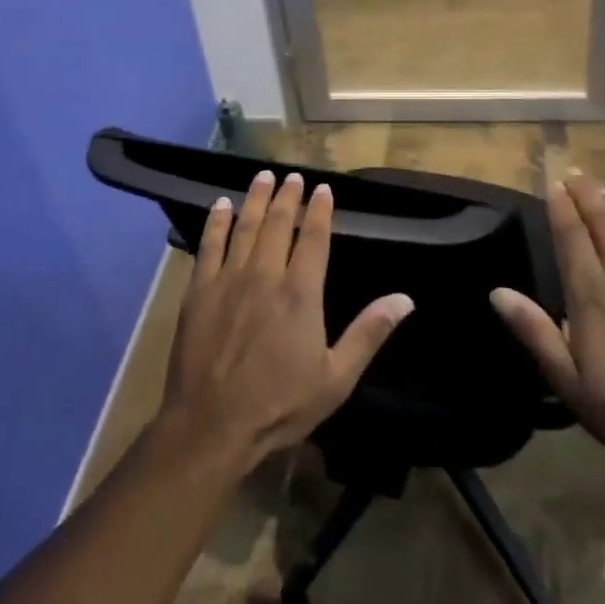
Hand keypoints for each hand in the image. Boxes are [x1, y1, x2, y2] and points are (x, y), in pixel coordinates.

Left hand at [158, 170, 414, 474]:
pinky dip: (216, 223)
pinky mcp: (199, 292)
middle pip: (278, 224)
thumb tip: (405, 299)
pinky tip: (221, 205)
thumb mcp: (336, 378)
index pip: (314, 238)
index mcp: (301, 292)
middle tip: (293, 176)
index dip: (320, 210)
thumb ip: (369, 333)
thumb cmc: (279, 405)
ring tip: (263, 177)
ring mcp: (228, 281)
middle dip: (287, 196)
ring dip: (255, 199)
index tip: (323, 189)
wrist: (210, 427)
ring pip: (244, 227)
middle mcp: (266, 275)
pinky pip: (208, 246)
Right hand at [491, 171, 604, 462]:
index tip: (554, 184)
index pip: (572, 236)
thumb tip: (498, 293)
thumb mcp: (568, 381)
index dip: (561, 207)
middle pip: (602, 221)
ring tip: (601, 187)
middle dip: (586, 194)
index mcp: (591, 294)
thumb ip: (535, 332)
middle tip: (574, 173)